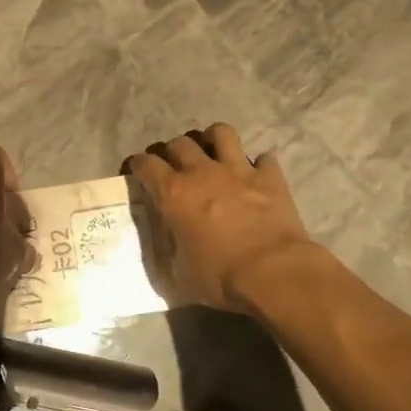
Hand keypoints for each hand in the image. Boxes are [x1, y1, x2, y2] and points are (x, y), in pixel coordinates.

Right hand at [123, 124, 317, 311]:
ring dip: (213, 140)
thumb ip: (169, 250)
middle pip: (179, 143)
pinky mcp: (270, 178)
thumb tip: (169, 243)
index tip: (137, 171)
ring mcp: (238, 170)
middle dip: (172, 151)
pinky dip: (259, 166)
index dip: (137, 165)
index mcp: (173, 194)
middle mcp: (202, 172)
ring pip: (221, 133)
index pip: (145, 164)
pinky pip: (264, 159)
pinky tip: (257, 177)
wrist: (272, 273)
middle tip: (174, 166)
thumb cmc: (219, 277)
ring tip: (213, 153)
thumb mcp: (179, 273)